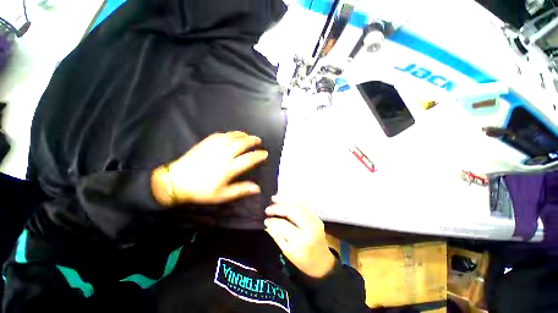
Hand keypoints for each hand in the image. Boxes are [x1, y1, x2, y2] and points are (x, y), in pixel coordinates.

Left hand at [152, 131, 267, 205]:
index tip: (264, 153)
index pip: (248, 159)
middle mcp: (223, 156)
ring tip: (248, 135)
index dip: (258, 155)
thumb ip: (240, 190)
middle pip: (241, 144)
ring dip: (242, 135)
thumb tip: (257, 188)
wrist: (176, 181)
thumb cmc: (200, 191)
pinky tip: (232, 135)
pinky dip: (229, 134)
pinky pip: (220, 135)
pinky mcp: (205, 143)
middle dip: (252, 141)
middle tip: (258, 140)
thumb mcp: (221, 195)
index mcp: (228, 169)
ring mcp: (214, 148)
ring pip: (231, 137)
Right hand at [264, 196, 335, 278]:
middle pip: (292, 211)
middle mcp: (309, 227)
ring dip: (285, 200)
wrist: (323, 262)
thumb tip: (267, 225)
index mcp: (301, 240)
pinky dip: (294, 200)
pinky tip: (286, 198)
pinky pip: (304, 205)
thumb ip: (277, 236)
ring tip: (274, 198)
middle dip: (278, 207)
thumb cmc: (304, 261)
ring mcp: (315, 220)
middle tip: (268, 208)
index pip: (284, 225)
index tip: (265, 220)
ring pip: (298, 205)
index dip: (273, 221)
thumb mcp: (288, 252)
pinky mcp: (316, 217)